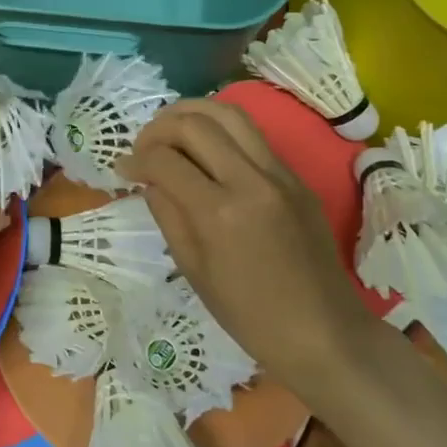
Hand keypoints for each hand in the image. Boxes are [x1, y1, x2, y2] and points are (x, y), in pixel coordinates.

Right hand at [122, 99, 367, 392]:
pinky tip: (205, 147)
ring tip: (170, 130)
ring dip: (191, 114)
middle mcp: (251, 181)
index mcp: (219, 213)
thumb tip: (149, 179)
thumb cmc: (250, 316)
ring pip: (229, 113)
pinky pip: (253, 135)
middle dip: (158, 128)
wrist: (324, 333)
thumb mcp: (194, 270)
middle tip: (143, 148)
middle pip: (194, 123)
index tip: (123, 168)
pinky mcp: (296, 177)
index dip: (135, 159)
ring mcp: (279, 174)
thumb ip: (168, 215)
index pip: (165, 161)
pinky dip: (220, 129)